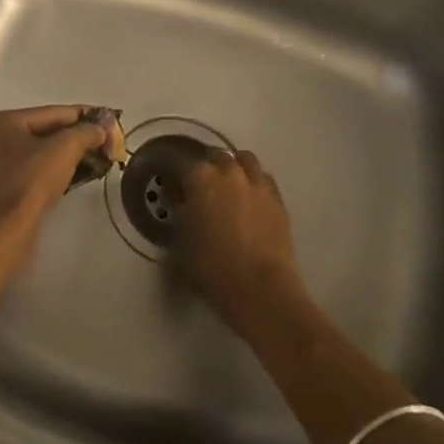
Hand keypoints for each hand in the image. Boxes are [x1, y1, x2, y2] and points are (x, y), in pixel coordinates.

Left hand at [0, 105, 108, 248]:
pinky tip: (76, 175)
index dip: (84, 115)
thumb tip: (102, 128)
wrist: (5, 233)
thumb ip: (86, 132)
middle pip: (44, 132)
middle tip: (106, 141)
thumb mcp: (64, 149)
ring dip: (67, 155)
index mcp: (1, 121)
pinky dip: (53, 170)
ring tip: (97, 158)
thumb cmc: (30, 182)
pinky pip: (31, 171)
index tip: (109, 119)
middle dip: (77, 137)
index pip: (51, 112)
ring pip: (38, 153)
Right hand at [174, 149, 301, 330]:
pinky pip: (263, 179)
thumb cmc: (211, 267)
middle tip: (199, 186)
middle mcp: (228, 171)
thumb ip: (178, 215)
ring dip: (234, 168)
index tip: (166, 178)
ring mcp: (257, 183)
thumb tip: (180, 204)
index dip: (170, 168)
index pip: (177, 160)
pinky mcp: (277, 199)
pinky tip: (250, 200)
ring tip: (229, 186)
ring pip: (244, 160)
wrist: (260, 288)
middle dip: (205, 167)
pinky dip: (254, 183)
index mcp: (200, 177)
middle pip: (214, 156)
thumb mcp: (179, 243)